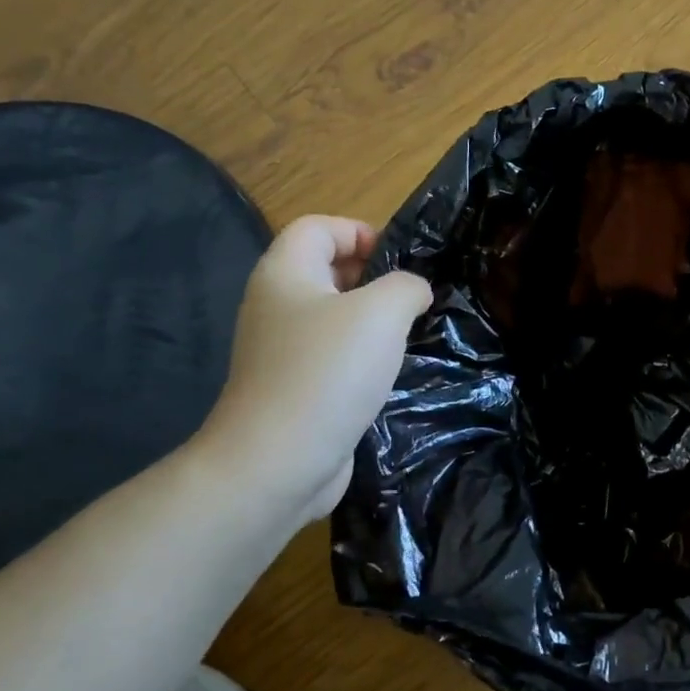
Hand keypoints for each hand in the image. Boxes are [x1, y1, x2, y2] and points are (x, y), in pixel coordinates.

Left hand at [194, 216, 430, 533]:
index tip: (400, 262)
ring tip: (408, 336)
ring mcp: (281, 351)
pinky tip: (388, 375)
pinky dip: (361, 358)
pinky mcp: (293, 388)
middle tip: (411, 300)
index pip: (317, 227)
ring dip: (372, 322)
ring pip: (333, 317)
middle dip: (373, 277)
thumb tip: (414, 292)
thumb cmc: (327, 372)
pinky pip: (332, 356)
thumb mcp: (382, 313)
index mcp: (285, 274)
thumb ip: (407, 287)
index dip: (359, 231)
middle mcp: (276, 305)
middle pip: (325, 270)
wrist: (277, 463)